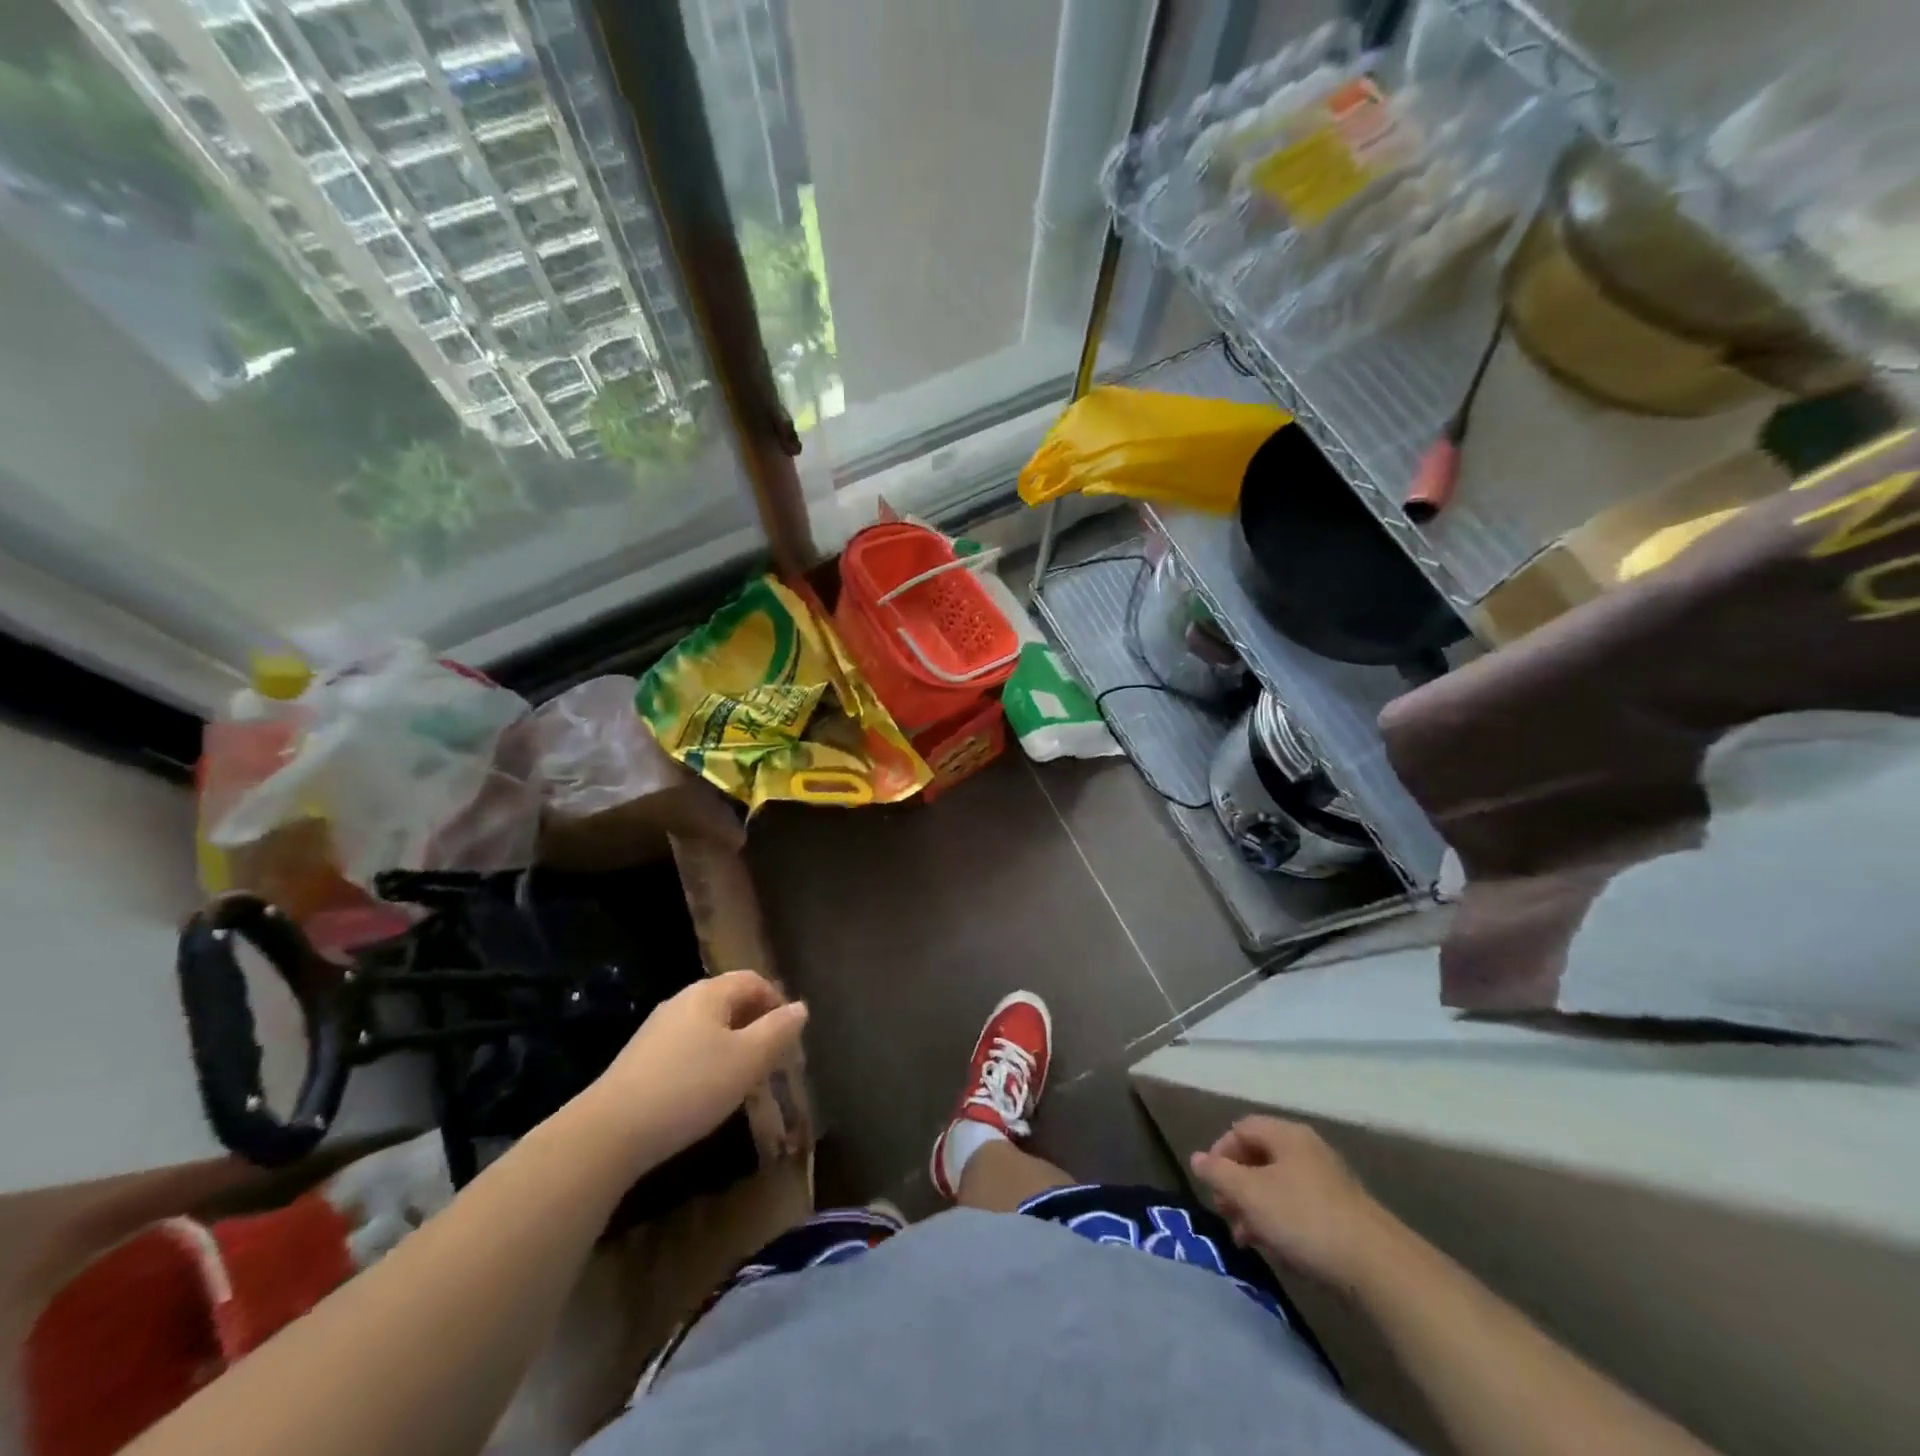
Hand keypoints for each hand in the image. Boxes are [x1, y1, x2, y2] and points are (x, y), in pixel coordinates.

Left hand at [578, 970, 807, 1169]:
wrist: (610, 1132)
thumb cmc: (690, 1087)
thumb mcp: (747, 1060)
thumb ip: (778, 1031)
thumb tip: (801, 1007)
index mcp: (709, 993)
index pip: (753, 980)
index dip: (777, 1002)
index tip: (790, 1038)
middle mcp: (682, 1001)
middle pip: (730, 1001)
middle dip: (756, 1025)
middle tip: (772, 1060)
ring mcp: (657, 1030)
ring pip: (708, 1027)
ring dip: (732, 1046)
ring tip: (744, 1079)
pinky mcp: (641, 1059)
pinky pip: (687, 1048)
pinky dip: (707, 1062)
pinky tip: (706, 1093)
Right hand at [1189, 1116, 1401, 1291]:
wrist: (1378, 1267)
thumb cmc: (1304, 1219)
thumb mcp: (1250, 1195)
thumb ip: (1219, 1174)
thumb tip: (1196, 1158)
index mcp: (1286, 1135)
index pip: (1240, 1129)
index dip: (1219, 1153)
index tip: (1211, 1186)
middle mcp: (1308, 1149)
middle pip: (1260, 1158)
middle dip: (1237, 1187)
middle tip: (1227, 1216)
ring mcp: (1329, 1182)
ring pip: (1279, 1187)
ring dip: (1257, 1210)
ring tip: (1249, 1241)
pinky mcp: (1344, 1215)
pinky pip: (1301, 1209)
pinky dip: (1283, 1224)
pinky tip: (1280, 1252)